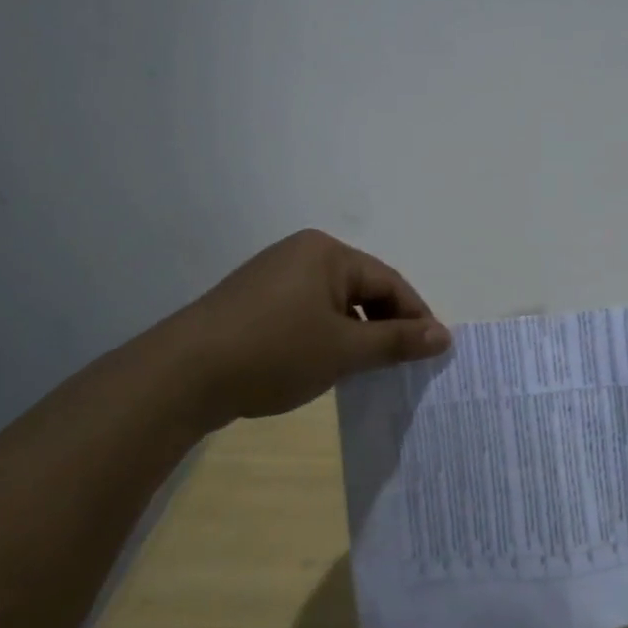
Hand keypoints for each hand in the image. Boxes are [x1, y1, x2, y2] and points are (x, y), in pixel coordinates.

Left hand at [181, 230, 449, 428]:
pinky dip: (325, 336)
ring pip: (334, 303)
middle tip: (402, 364)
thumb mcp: (344, 350)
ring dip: (355, 333)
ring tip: (367, 370)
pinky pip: (306, 312)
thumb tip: (444, 336)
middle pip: (362, 288)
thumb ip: (397, 341)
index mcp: (327, 252)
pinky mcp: (254, 300)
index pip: (389, 282)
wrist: (183, 375)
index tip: (432, 353)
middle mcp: (301, 253)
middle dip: (385, 325)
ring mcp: (273, 275)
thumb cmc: (274, 352)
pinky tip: (325, 364)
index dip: (415, 317)